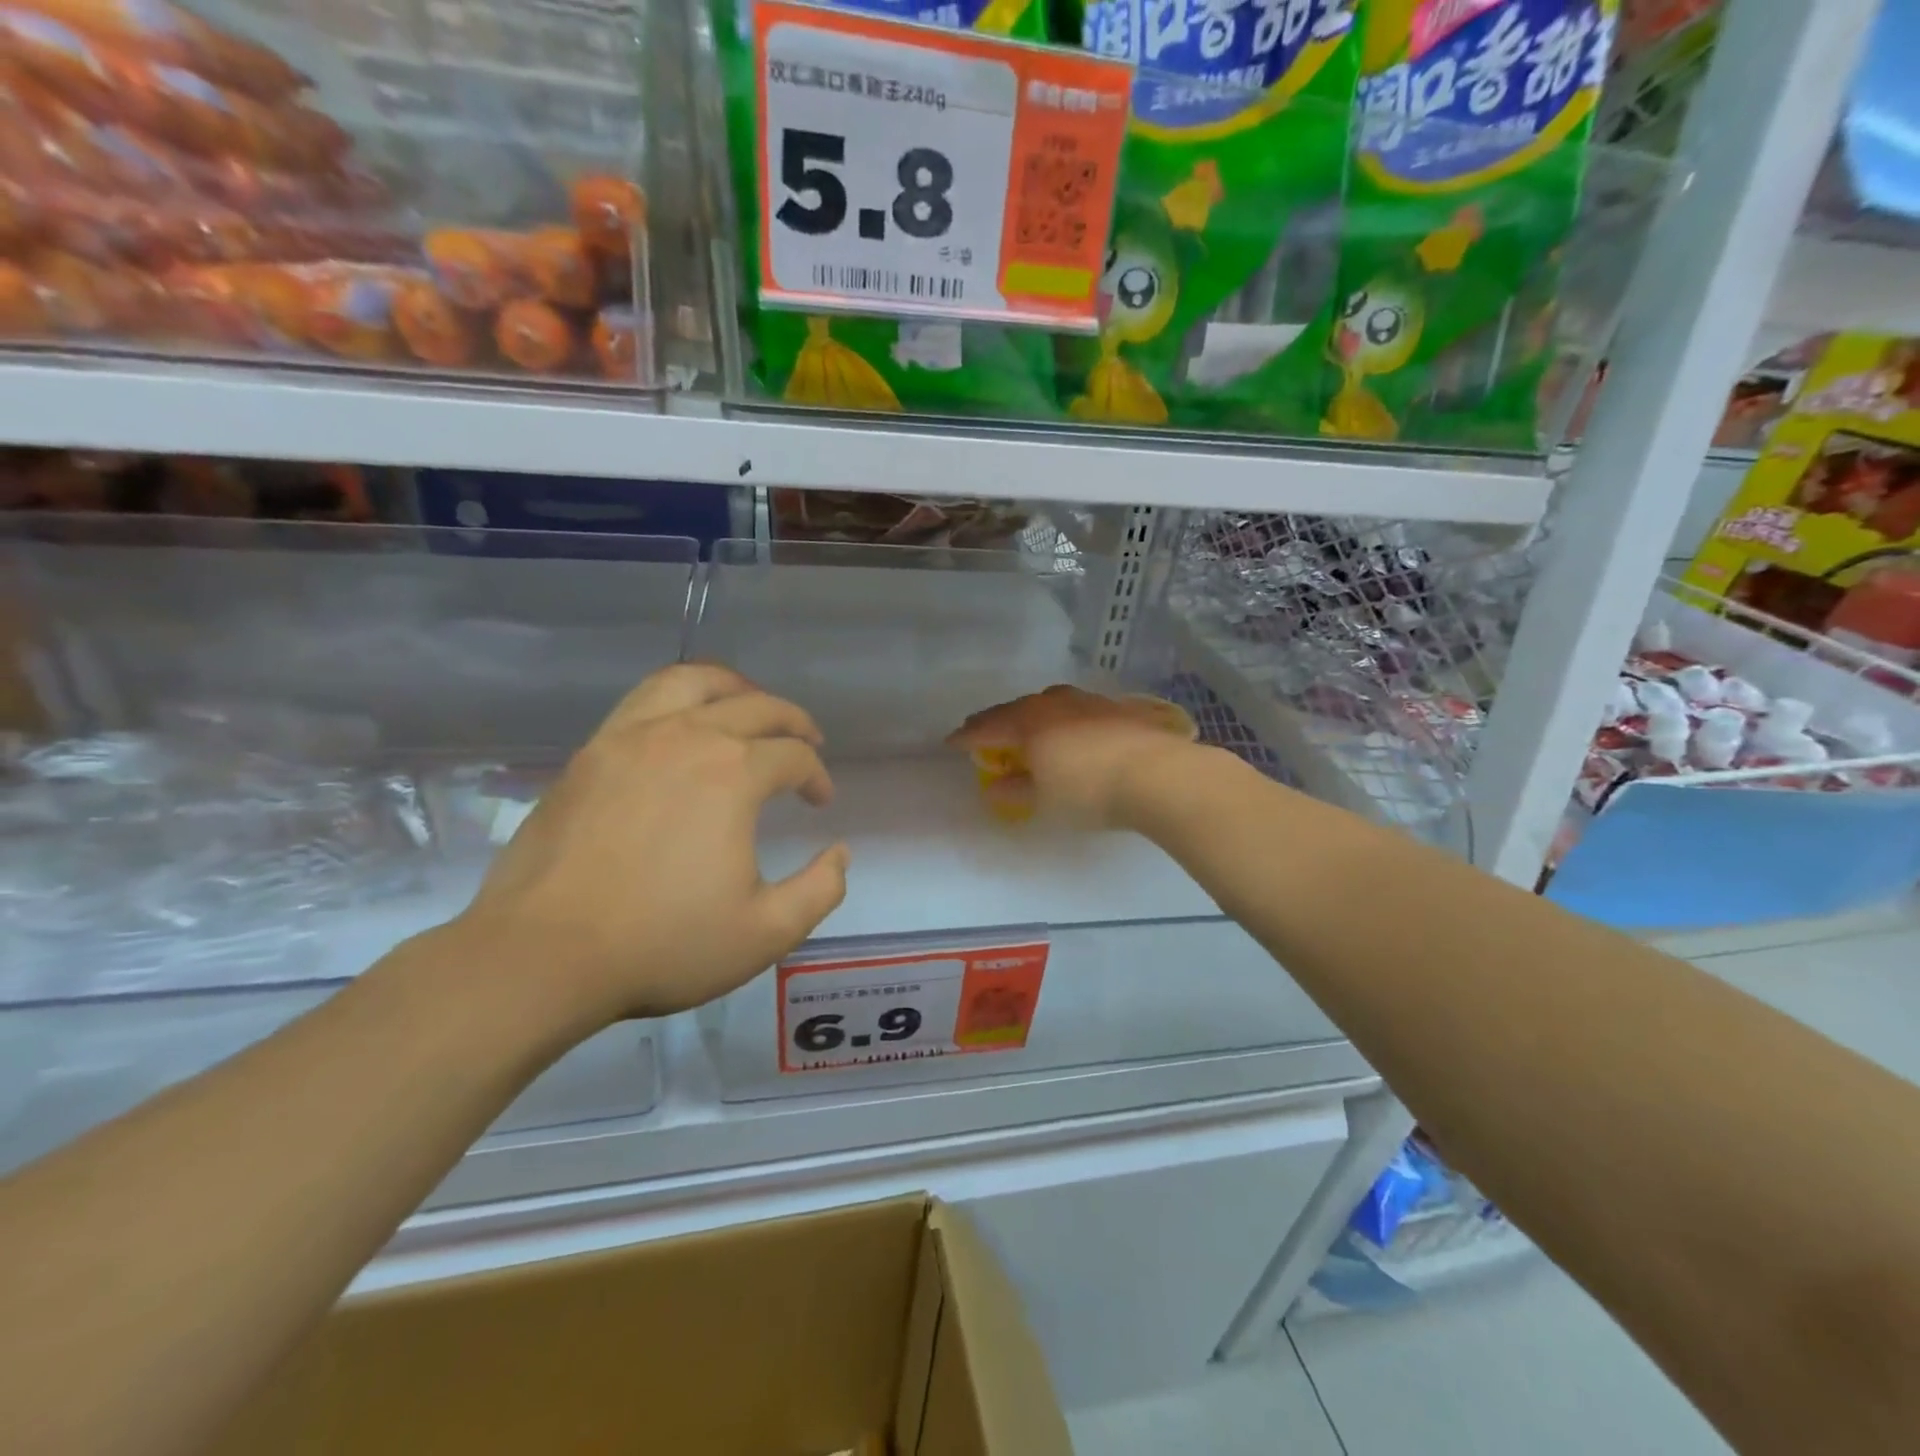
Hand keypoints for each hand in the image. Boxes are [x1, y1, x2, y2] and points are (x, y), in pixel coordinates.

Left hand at [454, 665, 849, 1025]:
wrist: (541, 955)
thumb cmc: (661, 944)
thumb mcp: (764, 932)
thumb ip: (819, 890)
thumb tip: (840, 854)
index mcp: (733, 774)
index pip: (794, 756)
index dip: (817, 776)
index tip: (820, 802)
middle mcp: (687, 736)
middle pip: (756, 706)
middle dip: (793, 722)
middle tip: (807, 743)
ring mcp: (631, 738)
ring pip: (694, 682)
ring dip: (735, 688)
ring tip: (749, 707)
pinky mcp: (590, 752)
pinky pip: (644, 699)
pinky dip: (680, 698)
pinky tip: (683, 727)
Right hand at [947, 685, 1204, 827]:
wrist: (1158, 775)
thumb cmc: (1089, 791)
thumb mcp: (1044, 800)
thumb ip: (1016, 790)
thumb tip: (997, 785)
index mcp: (1029, 723)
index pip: (988, 728)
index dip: (967, 736)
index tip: (950, 742)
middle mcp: (1054, 704)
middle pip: (1016, 709)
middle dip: (996, 721)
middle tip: (980, 729)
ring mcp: (1088, 702)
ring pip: (1048, 703)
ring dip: (1030, 715)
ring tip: (1025, 724)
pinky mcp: (1117, 709)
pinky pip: (1076, 709)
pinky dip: (1061, 718)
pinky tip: (1070, 728)